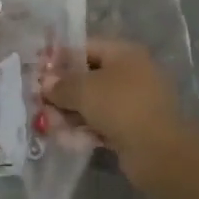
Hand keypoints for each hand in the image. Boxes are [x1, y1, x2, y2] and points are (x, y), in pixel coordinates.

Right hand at [43, 38, 189, 189]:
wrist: (158, 150)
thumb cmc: (120, 106)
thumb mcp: (84, 90)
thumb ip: (61, 85)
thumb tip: (46, 83)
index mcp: (124, 53)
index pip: (86, 48)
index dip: (60, 59)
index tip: (39, 73)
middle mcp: (132, 72)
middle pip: (89, 76)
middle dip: (64, 90)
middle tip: (41, 102)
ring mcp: (135, 101)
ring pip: (95, 102)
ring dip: (72, 112)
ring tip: (50, 125)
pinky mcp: (134, 127)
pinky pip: (104, 122)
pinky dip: (87, 128)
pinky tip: (68, 139)